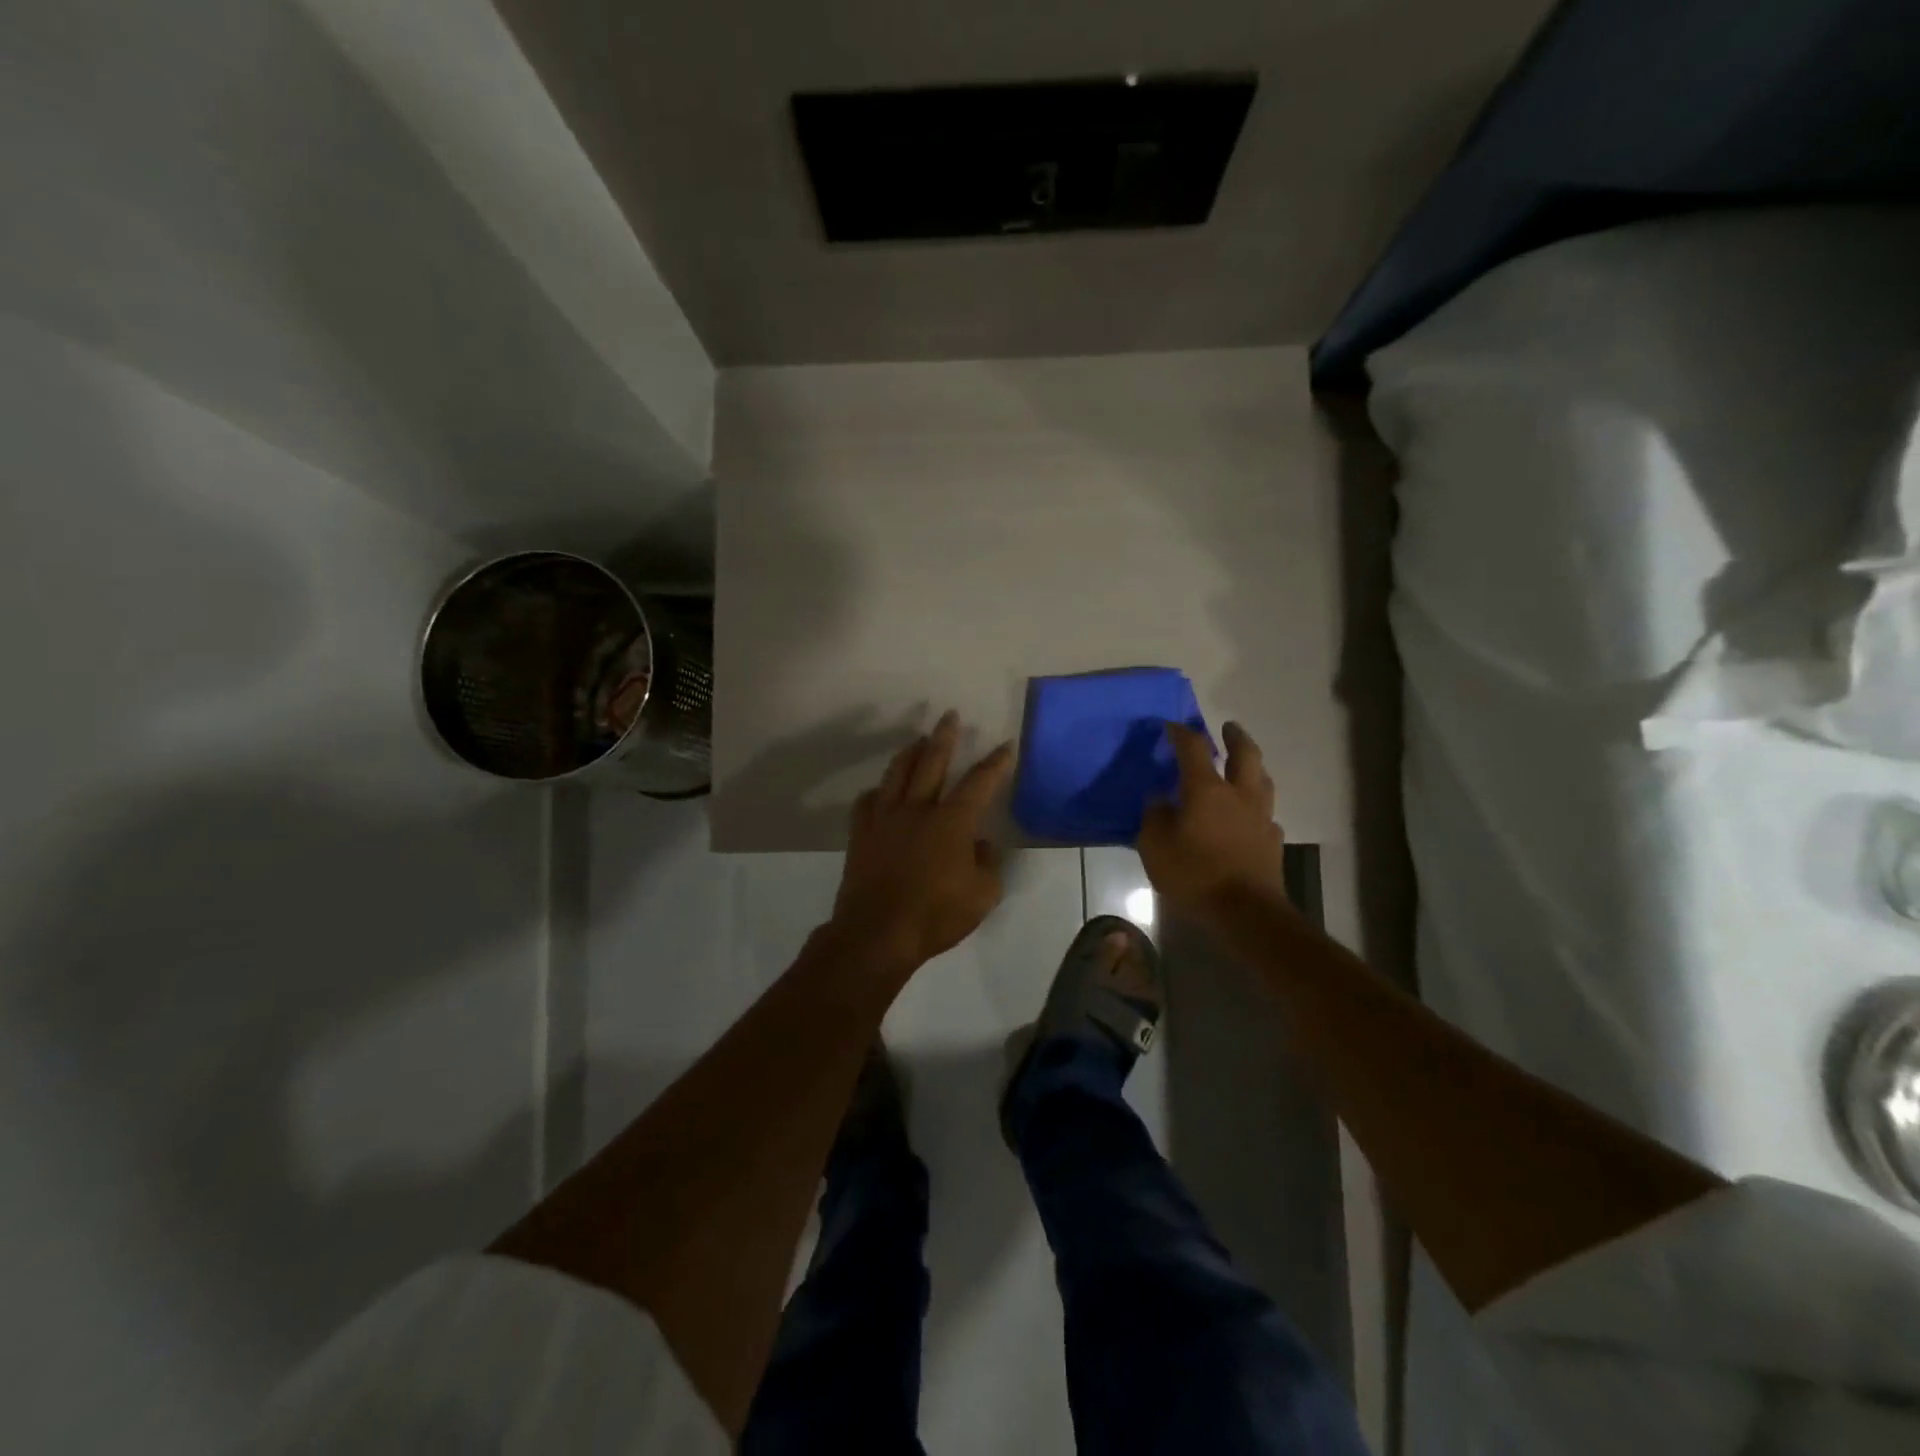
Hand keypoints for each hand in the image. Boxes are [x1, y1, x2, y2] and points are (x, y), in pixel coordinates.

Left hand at [830, 711, 1014, 973]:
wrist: (877, 934)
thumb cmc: (935, 915)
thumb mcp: (982, 895)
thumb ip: (987, 864)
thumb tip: (980, 845)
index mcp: (952, 821)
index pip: (980, 782)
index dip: (996, 763)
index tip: (1006, 745)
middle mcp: (918, 809)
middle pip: (932, 762)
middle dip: (944, 737)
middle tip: (949, 716)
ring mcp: (885, 819)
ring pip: (896, 773)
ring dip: (909, 753)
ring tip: (917, 741)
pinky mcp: (861, 834)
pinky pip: (867, 802)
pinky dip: (877, 792)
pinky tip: (881, 792)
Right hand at [1138, 721, 1287, 927]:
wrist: (1245, 912)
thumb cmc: (1194, 875)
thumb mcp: (1155, 846)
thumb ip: (1154, 817)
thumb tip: (1160, 799)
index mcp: (1206, 789)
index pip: (1194, 748)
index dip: (1181, 733)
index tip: (1171, 726)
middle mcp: (1238, 795)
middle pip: (1245, 754)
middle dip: (1235, 736)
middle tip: (1227, 727)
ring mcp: (1261, 817)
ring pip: (1263, 780)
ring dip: (1253, 766)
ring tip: (1243, 765)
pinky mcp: (1272, 841)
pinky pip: (1266, 814)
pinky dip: (1256, 807)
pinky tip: (1249, 816)